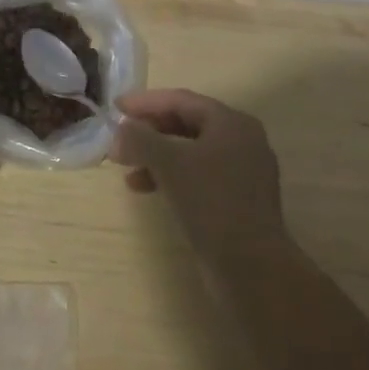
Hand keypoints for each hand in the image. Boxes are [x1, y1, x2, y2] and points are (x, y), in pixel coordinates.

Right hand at [110, 89, 286, 263]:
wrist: (252, 269)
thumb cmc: (212, 203)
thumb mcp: (170, 164)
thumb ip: (141, 139)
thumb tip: (121, 130)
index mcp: (231, 123)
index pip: (182, 100)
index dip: (146, 102)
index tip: (116, 107)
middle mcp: (241, 141)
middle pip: (187, 124)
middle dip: (149, 131)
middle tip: (119, 139)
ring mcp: (243, 172)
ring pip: (190, 152)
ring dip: (156, 156)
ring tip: (126, 170)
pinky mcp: (238, 200)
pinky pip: (197, 175)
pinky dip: (171, 176)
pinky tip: (147, 189)